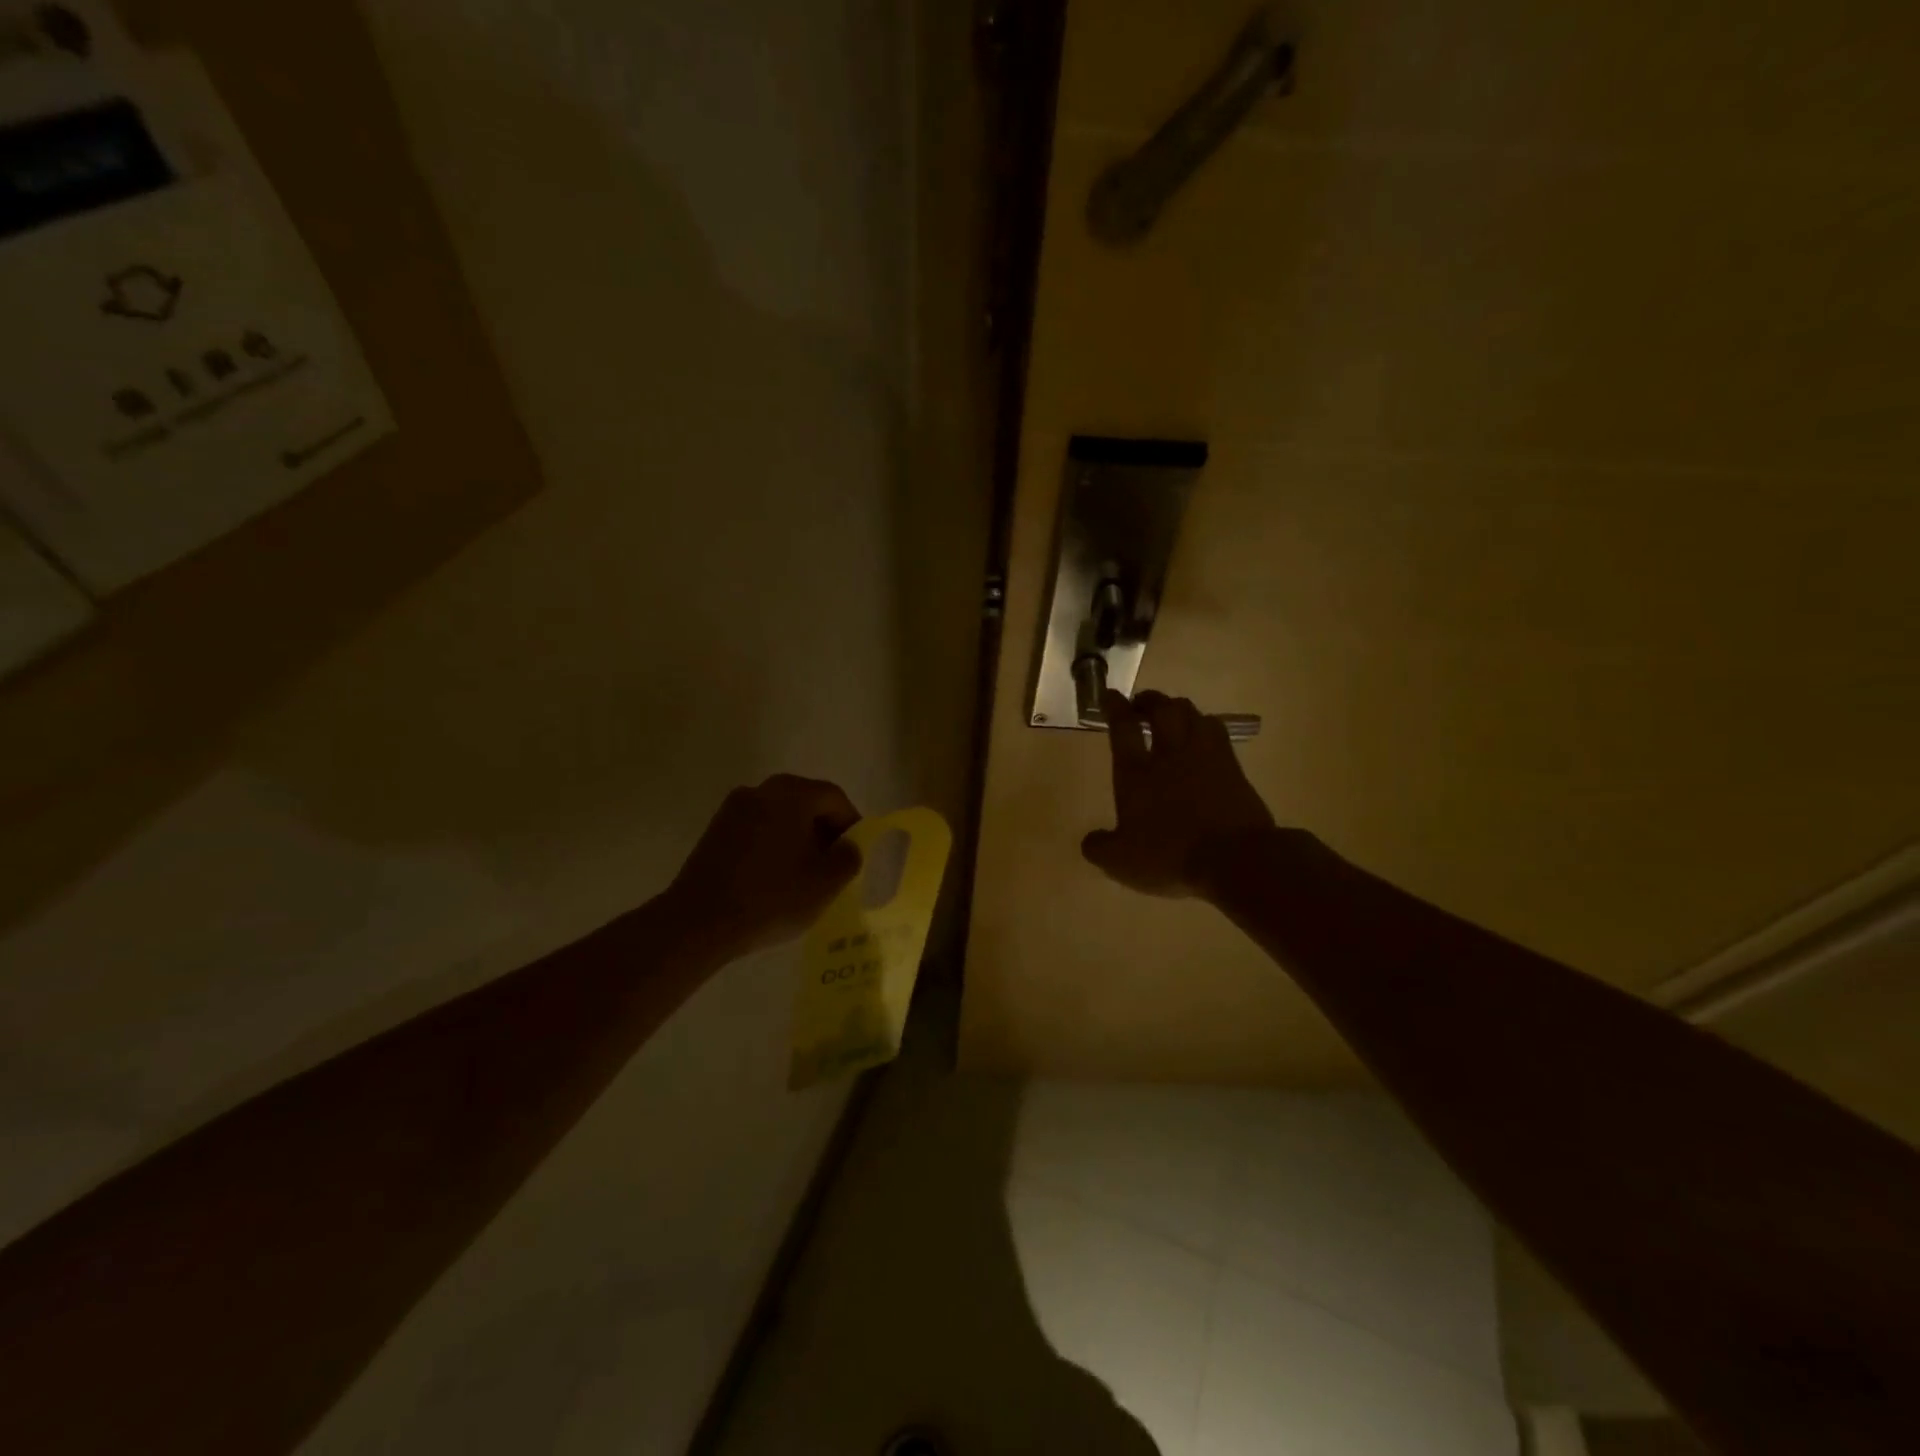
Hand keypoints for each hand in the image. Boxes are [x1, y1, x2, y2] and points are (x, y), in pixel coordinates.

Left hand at [667, 775, 862, 956]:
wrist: (699, 922)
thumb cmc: (771, 897)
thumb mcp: (825, 883)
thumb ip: (848, 858)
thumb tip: (848, 846)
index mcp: (791, 794)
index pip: (833, 797)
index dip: (851, 823)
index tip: (856, 852)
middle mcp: (760, 791)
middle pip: (804, 801)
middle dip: (824, 829)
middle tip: (833, 862)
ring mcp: (733, 809)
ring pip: (779, 815)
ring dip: (797, 837)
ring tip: (804, 873)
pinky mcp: (714, 832)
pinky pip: (756, 829)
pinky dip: (772, 845)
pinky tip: (774, 877)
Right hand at [1081, 691, 1275, 898]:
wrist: (1234, 858)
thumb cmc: (1170, 855)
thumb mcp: (1121, 861)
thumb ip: (1100, 848)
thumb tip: (1091, 840)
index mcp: (1136, 773)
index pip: (1122, 728)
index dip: (1115, 708)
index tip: (1110, 695)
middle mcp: (1170, 755)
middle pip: (1161, 710)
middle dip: (1149, 701)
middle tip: (1141, 702)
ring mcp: (1206, 757)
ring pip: (1192, 714)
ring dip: (1179, 708)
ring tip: (1173, 713)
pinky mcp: (1233, 768)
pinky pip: (1217, 733)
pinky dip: (1205, 726)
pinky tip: (1204, 734)